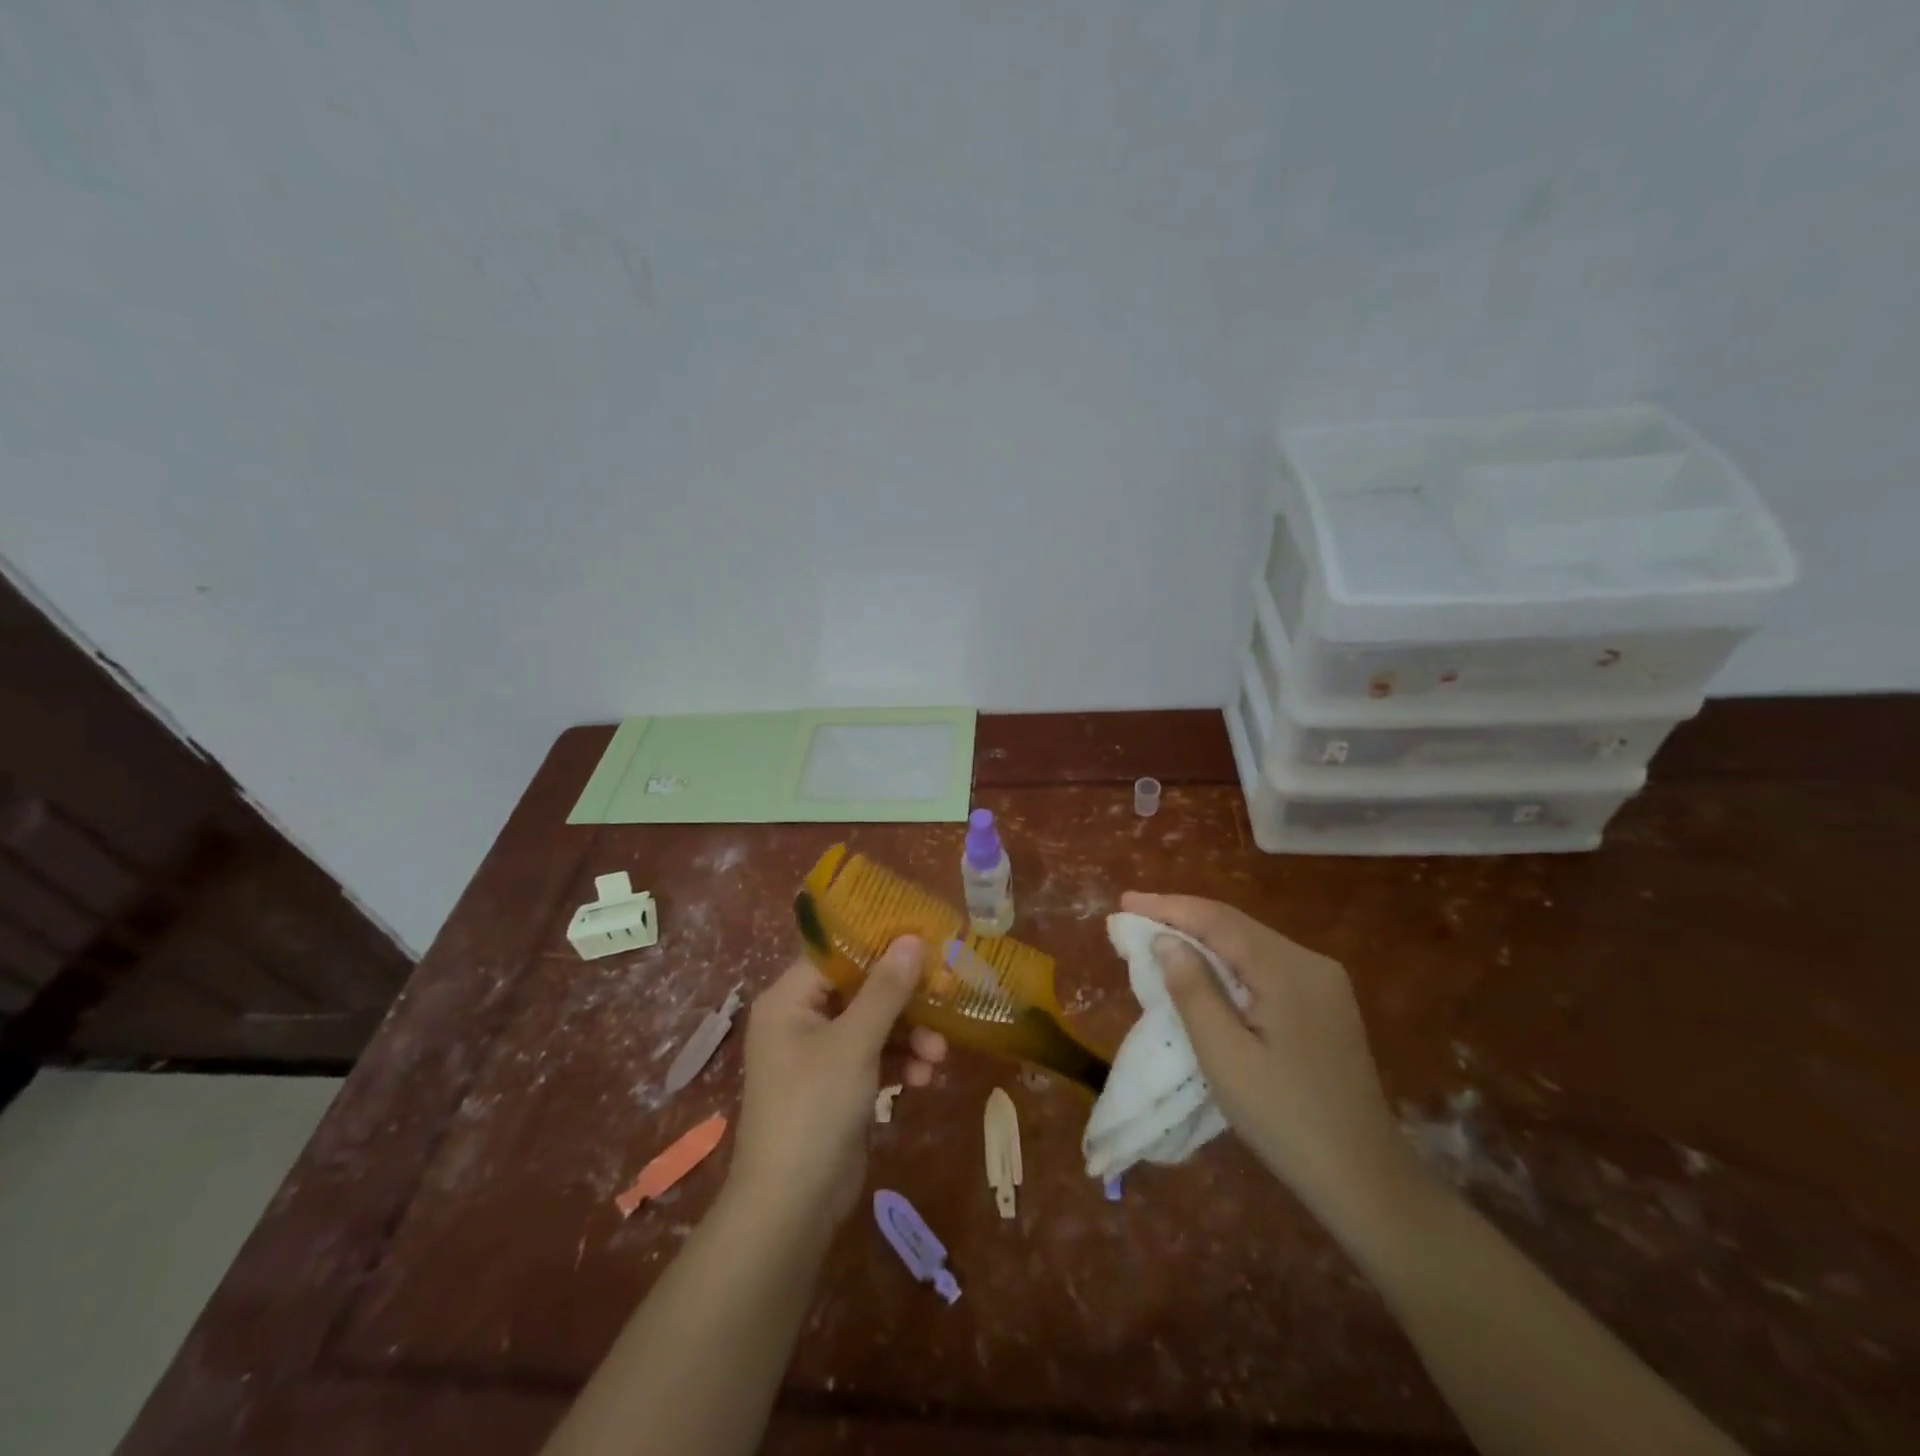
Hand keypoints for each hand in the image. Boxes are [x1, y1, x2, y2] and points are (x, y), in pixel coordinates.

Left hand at [725, 939, 945, 1237]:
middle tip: (945, 998)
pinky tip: (924, 1078)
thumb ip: (886, 990)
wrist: (791, 1208)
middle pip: (860, 990)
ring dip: (908, 1036)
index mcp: (789, 999)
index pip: (837, 953)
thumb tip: (912, 939)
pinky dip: (898, 1063)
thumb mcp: (854, 1043)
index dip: (880, 945)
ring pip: (873, 1025)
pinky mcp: (836, 1086)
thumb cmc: (815, 1108)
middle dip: (904, 1000)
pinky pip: (873, 1057)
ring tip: (938, 1055)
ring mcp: (818, 1055)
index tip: (924, 940)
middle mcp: (800, 1019)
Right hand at [1121, 891, 1417, 1233]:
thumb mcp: (1225, 1056)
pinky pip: (1265, 967)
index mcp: (1288, 969)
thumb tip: (1167, 941)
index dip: (1168, 907)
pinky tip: (1203, 970)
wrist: (1365, 1180)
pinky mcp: (1324, 1006)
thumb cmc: (1285, 1118)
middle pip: (1236, 926)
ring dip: (1203, 939)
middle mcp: (1310, 963)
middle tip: (1133, 917)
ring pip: (1250, 945)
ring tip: (1157, 937)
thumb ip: (1193, 990)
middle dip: (1182, 918)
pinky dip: (1227, 962)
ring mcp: (1323, 984)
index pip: (1218, 920)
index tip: (1125, 902)